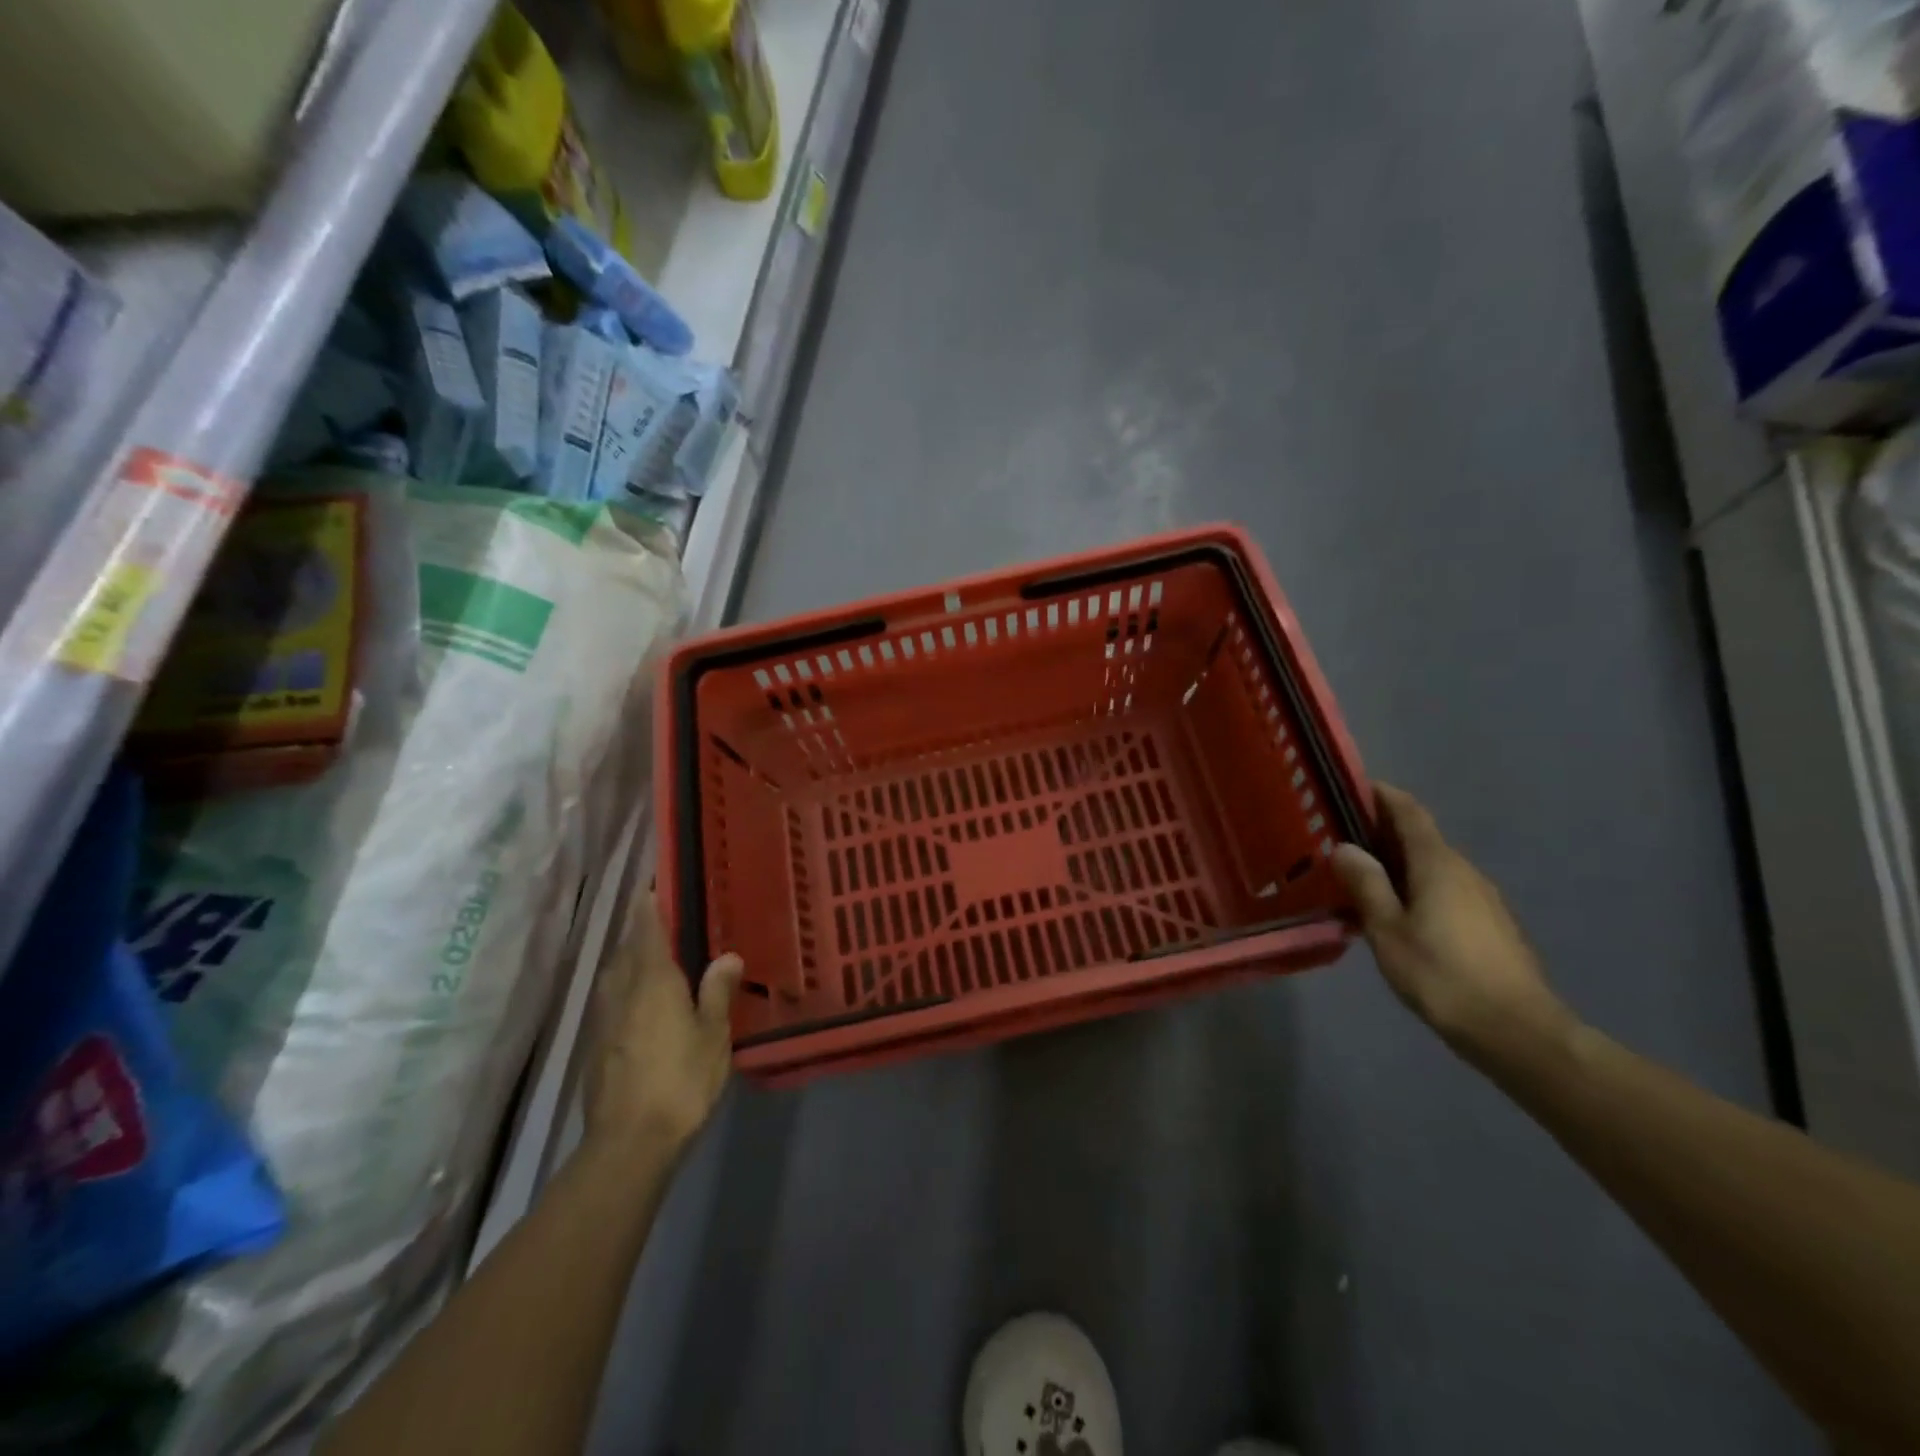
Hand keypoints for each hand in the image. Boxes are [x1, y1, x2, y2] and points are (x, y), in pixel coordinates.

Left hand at [583, 893, 742, 1156]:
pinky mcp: (596, 1048)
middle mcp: (622, 992)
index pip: (648, 930)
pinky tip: (641, 1004)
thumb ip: (717, 992)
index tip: (651, 884)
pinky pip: (612, 1002)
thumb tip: (727, 955)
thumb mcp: (713, 1035)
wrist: (628, 1143)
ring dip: (630, 960)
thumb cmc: (680, 1081)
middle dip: (640, 931)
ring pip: (615, 976)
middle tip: (661, 919)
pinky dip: (626, 990)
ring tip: (652, 958)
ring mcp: (604, 1021)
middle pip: (627, 951)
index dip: (649, 905)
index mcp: (653, 981)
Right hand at [1331, 783, 1575, 1064]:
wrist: (1517, 1032)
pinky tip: (1396, 913)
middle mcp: (1464, 871)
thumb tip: (1344, 847)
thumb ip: (1366, 885)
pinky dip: (1416, 887)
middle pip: (1420, 838)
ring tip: (1361, 877)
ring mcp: (1483, 899)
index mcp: (1438, 864)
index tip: (1352, 786)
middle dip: (1382, 831)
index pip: (1409, 812)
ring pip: (1433, 866)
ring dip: (1398, 863)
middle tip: (1340, 837)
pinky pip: (1445, 890)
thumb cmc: (1443, 975)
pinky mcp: (1490, 925)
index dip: (1382, 795)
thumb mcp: (1388, 930)